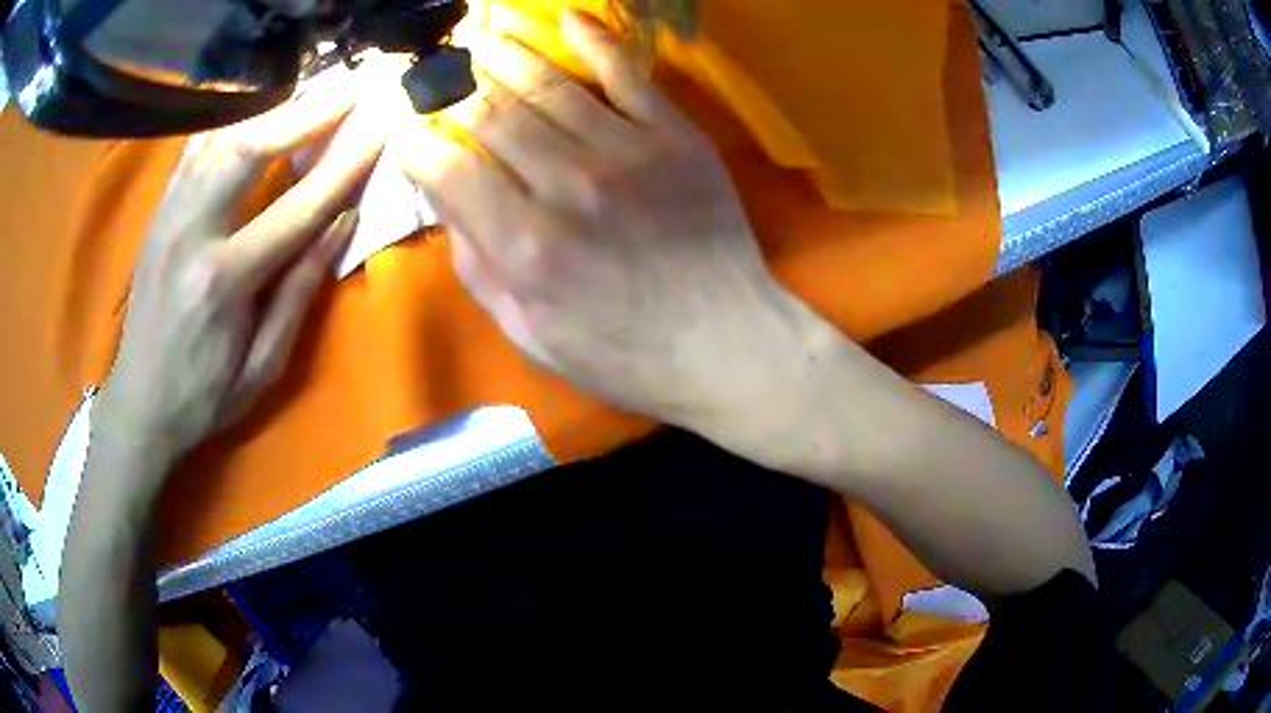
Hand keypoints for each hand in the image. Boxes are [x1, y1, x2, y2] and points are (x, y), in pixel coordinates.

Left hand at [101, 84, 381, 474]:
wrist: (139, 404)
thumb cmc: (204, 396)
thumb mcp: (263, 366)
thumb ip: (300, 292)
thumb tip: (343, 224)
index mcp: (223, 282)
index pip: (295, 210)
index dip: (342, 168)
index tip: (378, 132)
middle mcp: (191, 234)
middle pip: (249, 150)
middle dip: (305, 112)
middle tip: (349, 89)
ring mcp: (169, 216)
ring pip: (219, 140)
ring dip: (270, 110)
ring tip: (309, 96)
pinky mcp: (159, 213)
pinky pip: (195, 151)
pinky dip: (230, 124)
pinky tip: (254, 115)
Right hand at [393, 12, 806, 430]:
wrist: (725, 342)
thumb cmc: (623, 353)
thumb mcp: (530, 333)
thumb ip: (478, 264)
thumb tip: (444, 198)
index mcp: (524, 244)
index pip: (447, 166)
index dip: (416, 139)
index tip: (404, 126)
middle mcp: (567, 184)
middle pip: (491, 113)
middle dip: (454, 87)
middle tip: (438, 70)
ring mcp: (626, 151)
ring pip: (548, 85)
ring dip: (507, 54)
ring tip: (481, 37)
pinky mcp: (674, 136)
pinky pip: (628, 74)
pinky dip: (595, 41)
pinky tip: (566, 19)